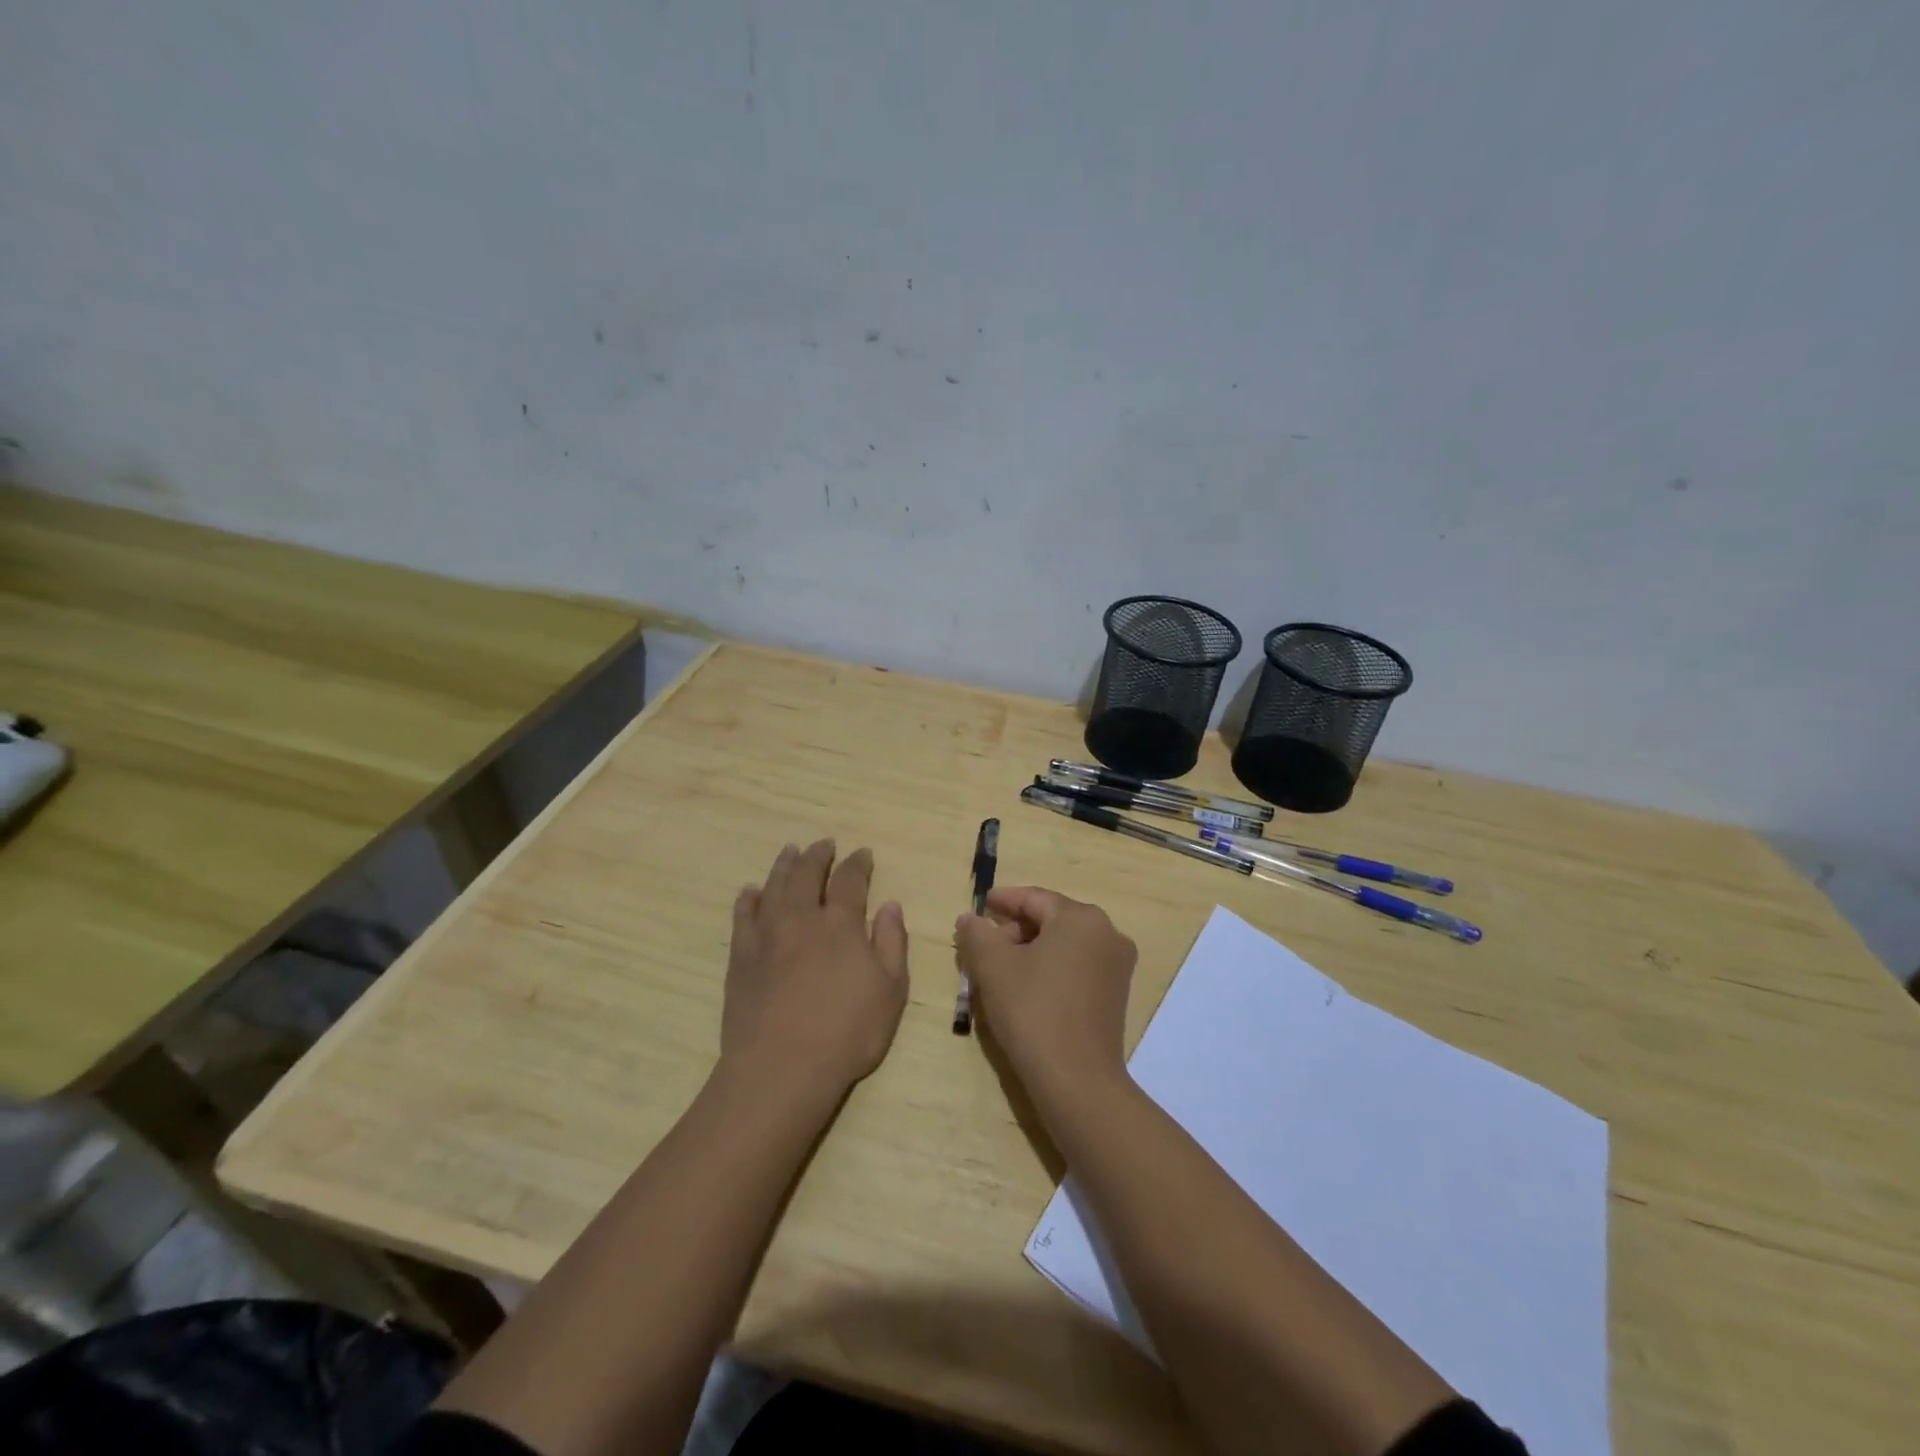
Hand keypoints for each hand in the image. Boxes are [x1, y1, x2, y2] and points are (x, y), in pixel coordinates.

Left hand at [722, 840, 909, 1098]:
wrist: (781, 1068)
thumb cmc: (847, 1032)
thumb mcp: (891, 991)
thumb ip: (892, 942)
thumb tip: (890, 905)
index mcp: (841, 924)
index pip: (850, 880)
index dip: (857, 864)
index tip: (862, 853)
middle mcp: (802, 918)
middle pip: (808, 873)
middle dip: (818, 855)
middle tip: (824, 843)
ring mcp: (767, 935)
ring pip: (774, 886)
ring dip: (784, 865)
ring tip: (790, 851)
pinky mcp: (741, 956)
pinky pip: (743, 915)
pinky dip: (749, 898)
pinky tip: (751, 891)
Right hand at [955, 886, 1136, 1110]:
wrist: (1077, 1081)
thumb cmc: (1033, 1011)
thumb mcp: (993, 967)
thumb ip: (977, 934)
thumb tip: (970, 918)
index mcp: (1081, 918)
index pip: (1034, 898)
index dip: (1003, 901)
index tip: (979, 907)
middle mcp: (1107, 933)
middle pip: (1051, 920)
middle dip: (1015, 930)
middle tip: (984, 947)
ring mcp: (1117, 966)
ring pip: (1064, 945)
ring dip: (1030, 951)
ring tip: (999, 970)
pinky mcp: (1116, 995)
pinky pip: (1077, 967)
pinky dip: (1050, 969)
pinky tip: (1025, 988)